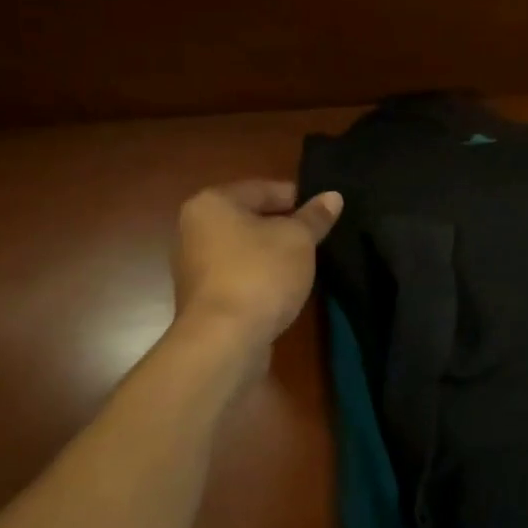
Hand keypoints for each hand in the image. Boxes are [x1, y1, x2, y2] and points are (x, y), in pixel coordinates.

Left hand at [173, 181, 342, 347]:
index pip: (263, 189)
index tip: (325, 212)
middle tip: (319, 237)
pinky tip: (285, 287)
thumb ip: (315, 216)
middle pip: (251, 218)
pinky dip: (261, 276)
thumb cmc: (261, 273)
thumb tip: (333, 196)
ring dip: (273, 253)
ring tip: (306, 263)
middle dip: (285, 226)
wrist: (225, 339)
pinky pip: (239, 274)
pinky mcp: (203, 297)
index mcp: (212, 203)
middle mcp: (194, 228)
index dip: (298, 198)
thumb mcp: (299, 239)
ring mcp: (195, 265)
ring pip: (245, 248)